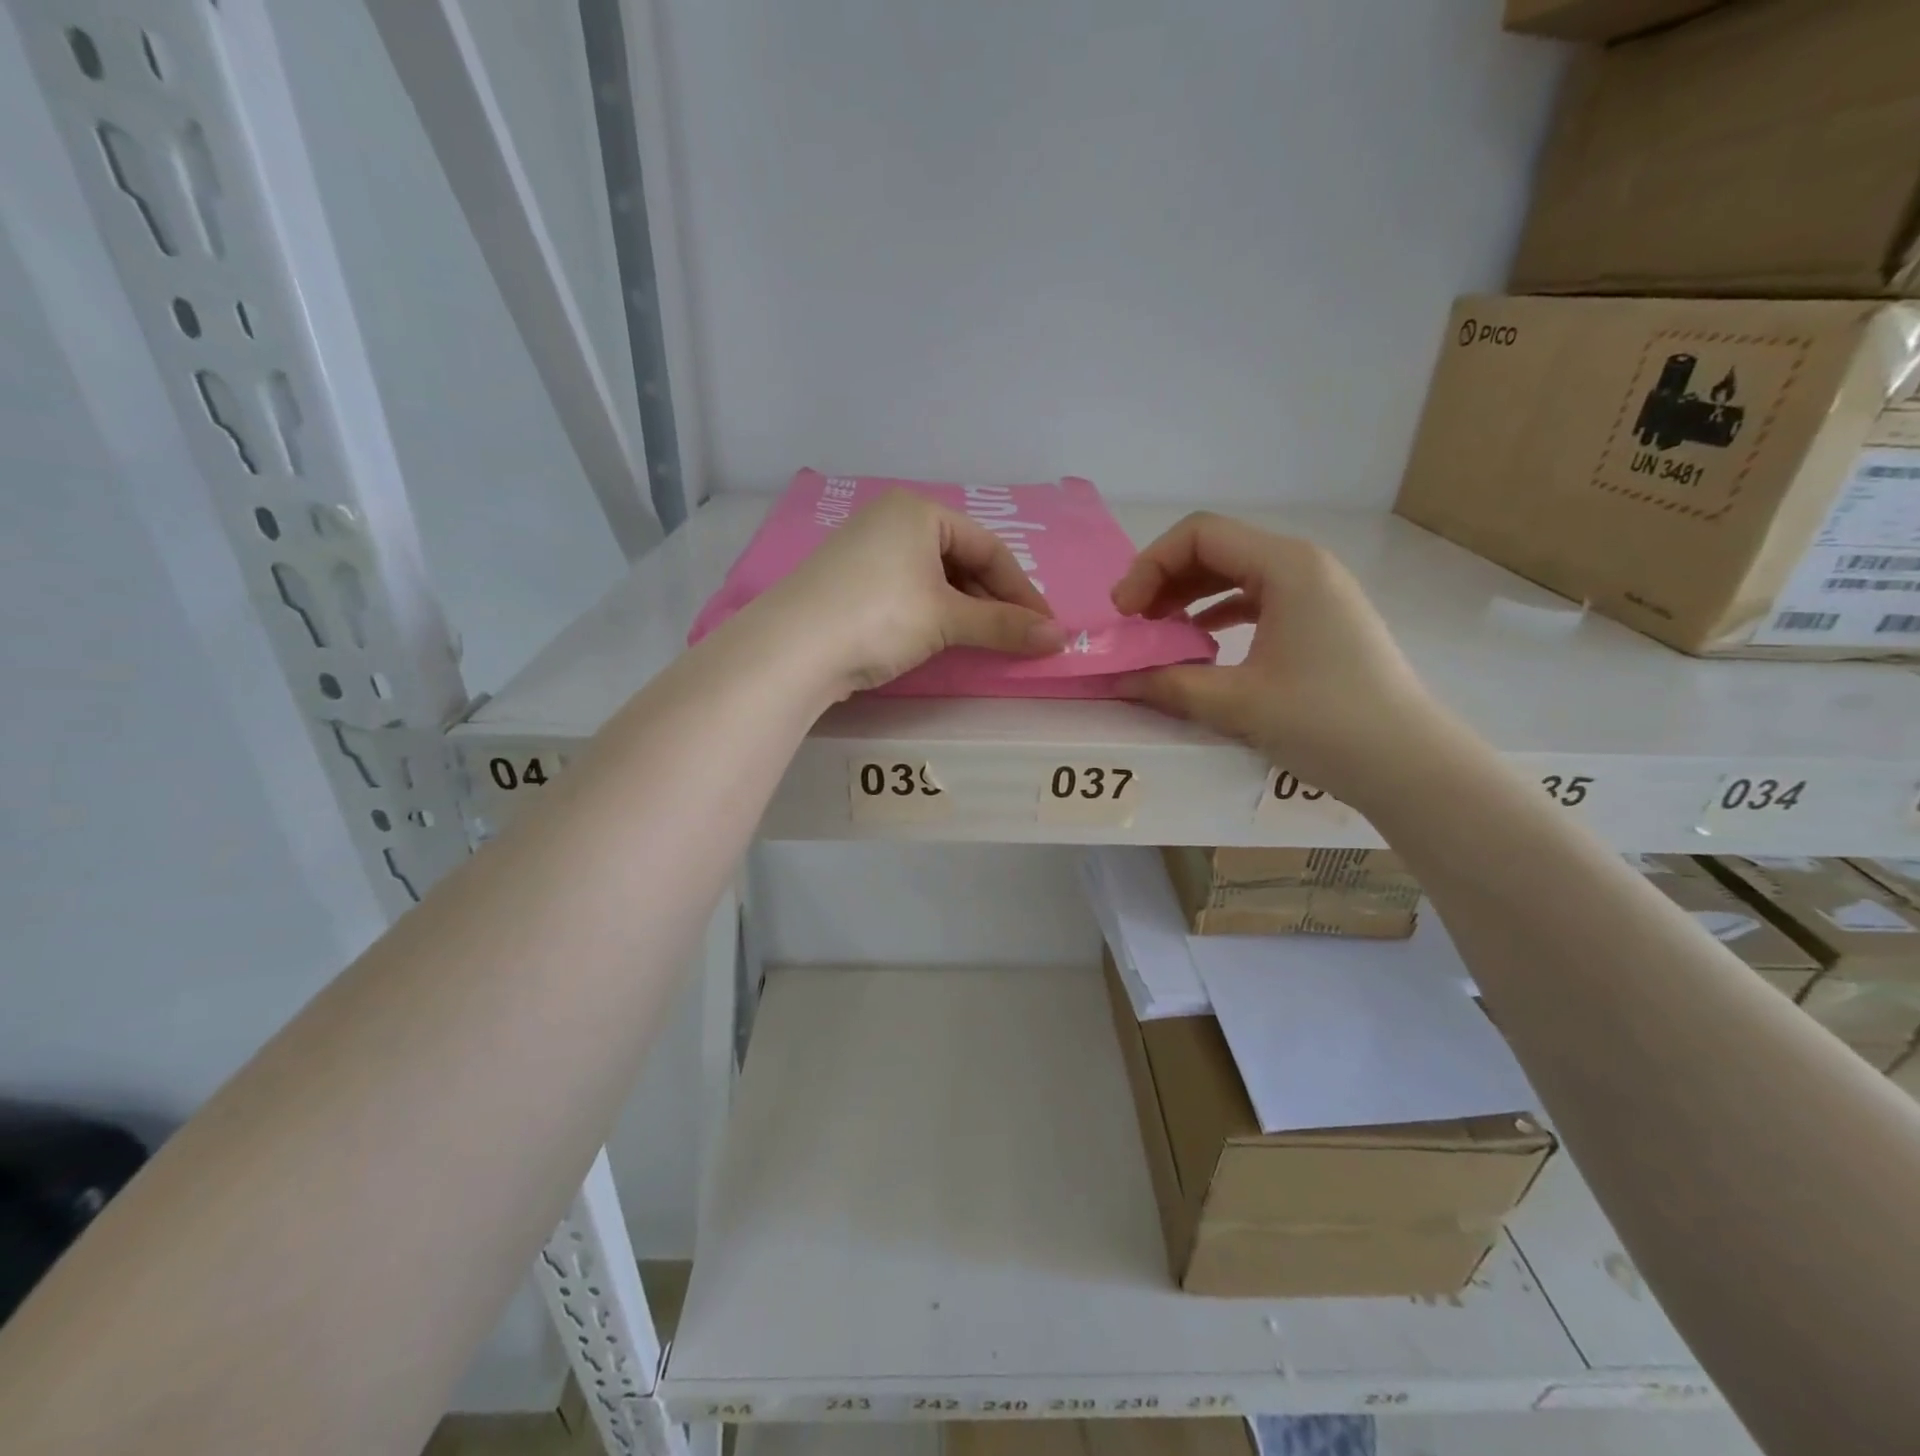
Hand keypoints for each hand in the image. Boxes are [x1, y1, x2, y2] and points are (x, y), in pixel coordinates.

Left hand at [764, 490, 1066, 694]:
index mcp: (918, 510)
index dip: (1022, 590)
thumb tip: (1059, 640)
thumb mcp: (946, 619)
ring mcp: (864, 551)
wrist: (791, 650)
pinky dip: (933, 613)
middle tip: (1017, 635)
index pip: (989, 547)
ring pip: (933, 577)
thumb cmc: (879, 617)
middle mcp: (890, 520)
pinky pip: (907, 591)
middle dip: (993, 600)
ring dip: (964, 609)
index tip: (1045, 627)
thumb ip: (1004, 626)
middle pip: (961, 559)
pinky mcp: (848, 583)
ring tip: (984, 640)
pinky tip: (941, 637)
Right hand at [1111, 512, 1446, 799]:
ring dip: (1188, 598)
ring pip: (1234, 575)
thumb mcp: (1237, 703)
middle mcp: (1302, 565)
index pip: (1199, 535)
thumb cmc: (1326, 722)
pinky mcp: (1319, 621)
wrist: (1409, 765)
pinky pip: (1255, 600)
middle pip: (1215, 549)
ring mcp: (1315, 592)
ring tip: (1157, 633)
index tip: (1124, 613)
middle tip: (1133, 624)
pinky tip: (1198, 645)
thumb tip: (1119, 679)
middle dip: (1164, 580)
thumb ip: (1169, 684)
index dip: (1149, 566)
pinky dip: (1217, 614)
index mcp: (1286, 567)